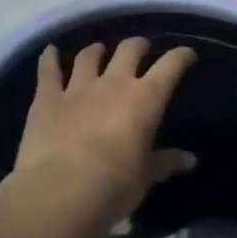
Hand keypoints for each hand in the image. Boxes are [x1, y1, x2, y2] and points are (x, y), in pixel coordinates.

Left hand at [8, 38, 197, 225]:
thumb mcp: (145, 176)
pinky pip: (48, 71)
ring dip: (96, 51)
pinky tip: (50, 51)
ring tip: (98, 49)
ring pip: (88, 57)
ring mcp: (77, 88)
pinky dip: (49, 58)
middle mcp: (113, 83)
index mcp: (145, 99)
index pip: (170, 67)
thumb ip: (165, 162)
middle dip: (137, 46)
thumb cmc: (114, 185)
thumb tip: (189, 160)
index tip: (186, 55)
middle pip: (128, 51)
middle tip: (140, 48)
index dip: (180, 57)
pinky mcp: (47, 98)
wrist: (61, 191)